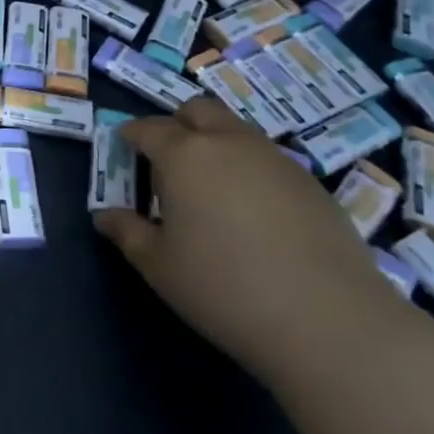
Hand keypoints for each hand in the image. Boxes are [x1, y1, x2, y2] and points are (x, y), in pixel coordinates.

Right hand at [93, 97, 410, 381]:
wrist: (329, 323)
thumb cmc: (225, 290)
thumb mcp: (160, 267)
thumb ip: (127, 233)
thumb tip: (104, 215)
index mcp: (184, 155)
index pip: (148, 128)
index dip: (131, 135)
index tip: (124, 148)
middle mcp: (229, 142)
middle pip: (197, 110)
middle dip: (177, 125)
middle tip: (169, 163)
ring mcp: (275, 158)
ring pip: (236, 130)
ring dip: (217, 143)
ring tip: (213, 189)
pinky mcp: (311, 182)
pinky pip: (268, 159)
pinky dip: (250, 169)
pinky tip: (255, 213)